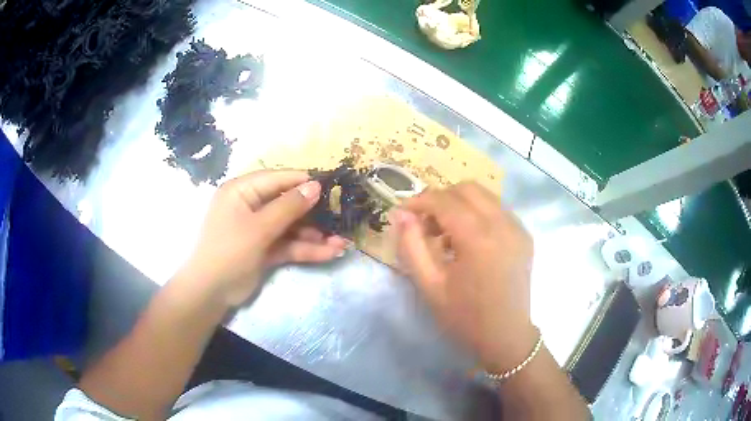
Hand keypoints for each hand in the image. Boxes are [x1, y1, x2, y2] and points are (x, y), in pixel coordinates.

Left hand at [178, 170, 346, 306]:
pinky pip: (289, 245)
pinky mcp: (265, 249)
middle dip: (314, 214)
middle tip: (342, 217)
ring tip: (342, 242)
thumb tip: (316, 185)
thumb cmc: (229, 251)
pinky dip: (307, 249)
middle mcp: (251, 206)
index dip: (303, 182)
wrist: (211, 293)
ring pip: (292, 227)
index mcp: (242, 191)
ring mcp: (259, 229)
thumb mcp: (259, 228)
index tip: (331, 186)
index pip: (277, 179)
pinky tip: (330, 253)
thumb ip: (288, 206)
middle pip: (287, 204)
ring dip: (315, 235)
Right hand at [393, 182, 535, 373]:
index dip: (419, 201)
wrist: (506, 336)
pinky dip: (478, 213)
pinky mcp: (524, 235)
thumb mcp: (429, 285)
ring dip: (460, 204)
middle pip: (467, 188)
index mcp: (478, 238)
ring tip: (446, 233)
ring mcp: (517, 228)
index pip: (444, 200)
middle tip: (425, 224)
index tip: (402, 213)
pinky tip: (469, 240)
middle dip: (441, 198)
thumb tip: (400, 214)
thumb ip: (411, 245)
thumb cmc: (465, 316)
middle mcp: (503, 224)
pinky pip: (497, 209)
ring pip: (484, 195)